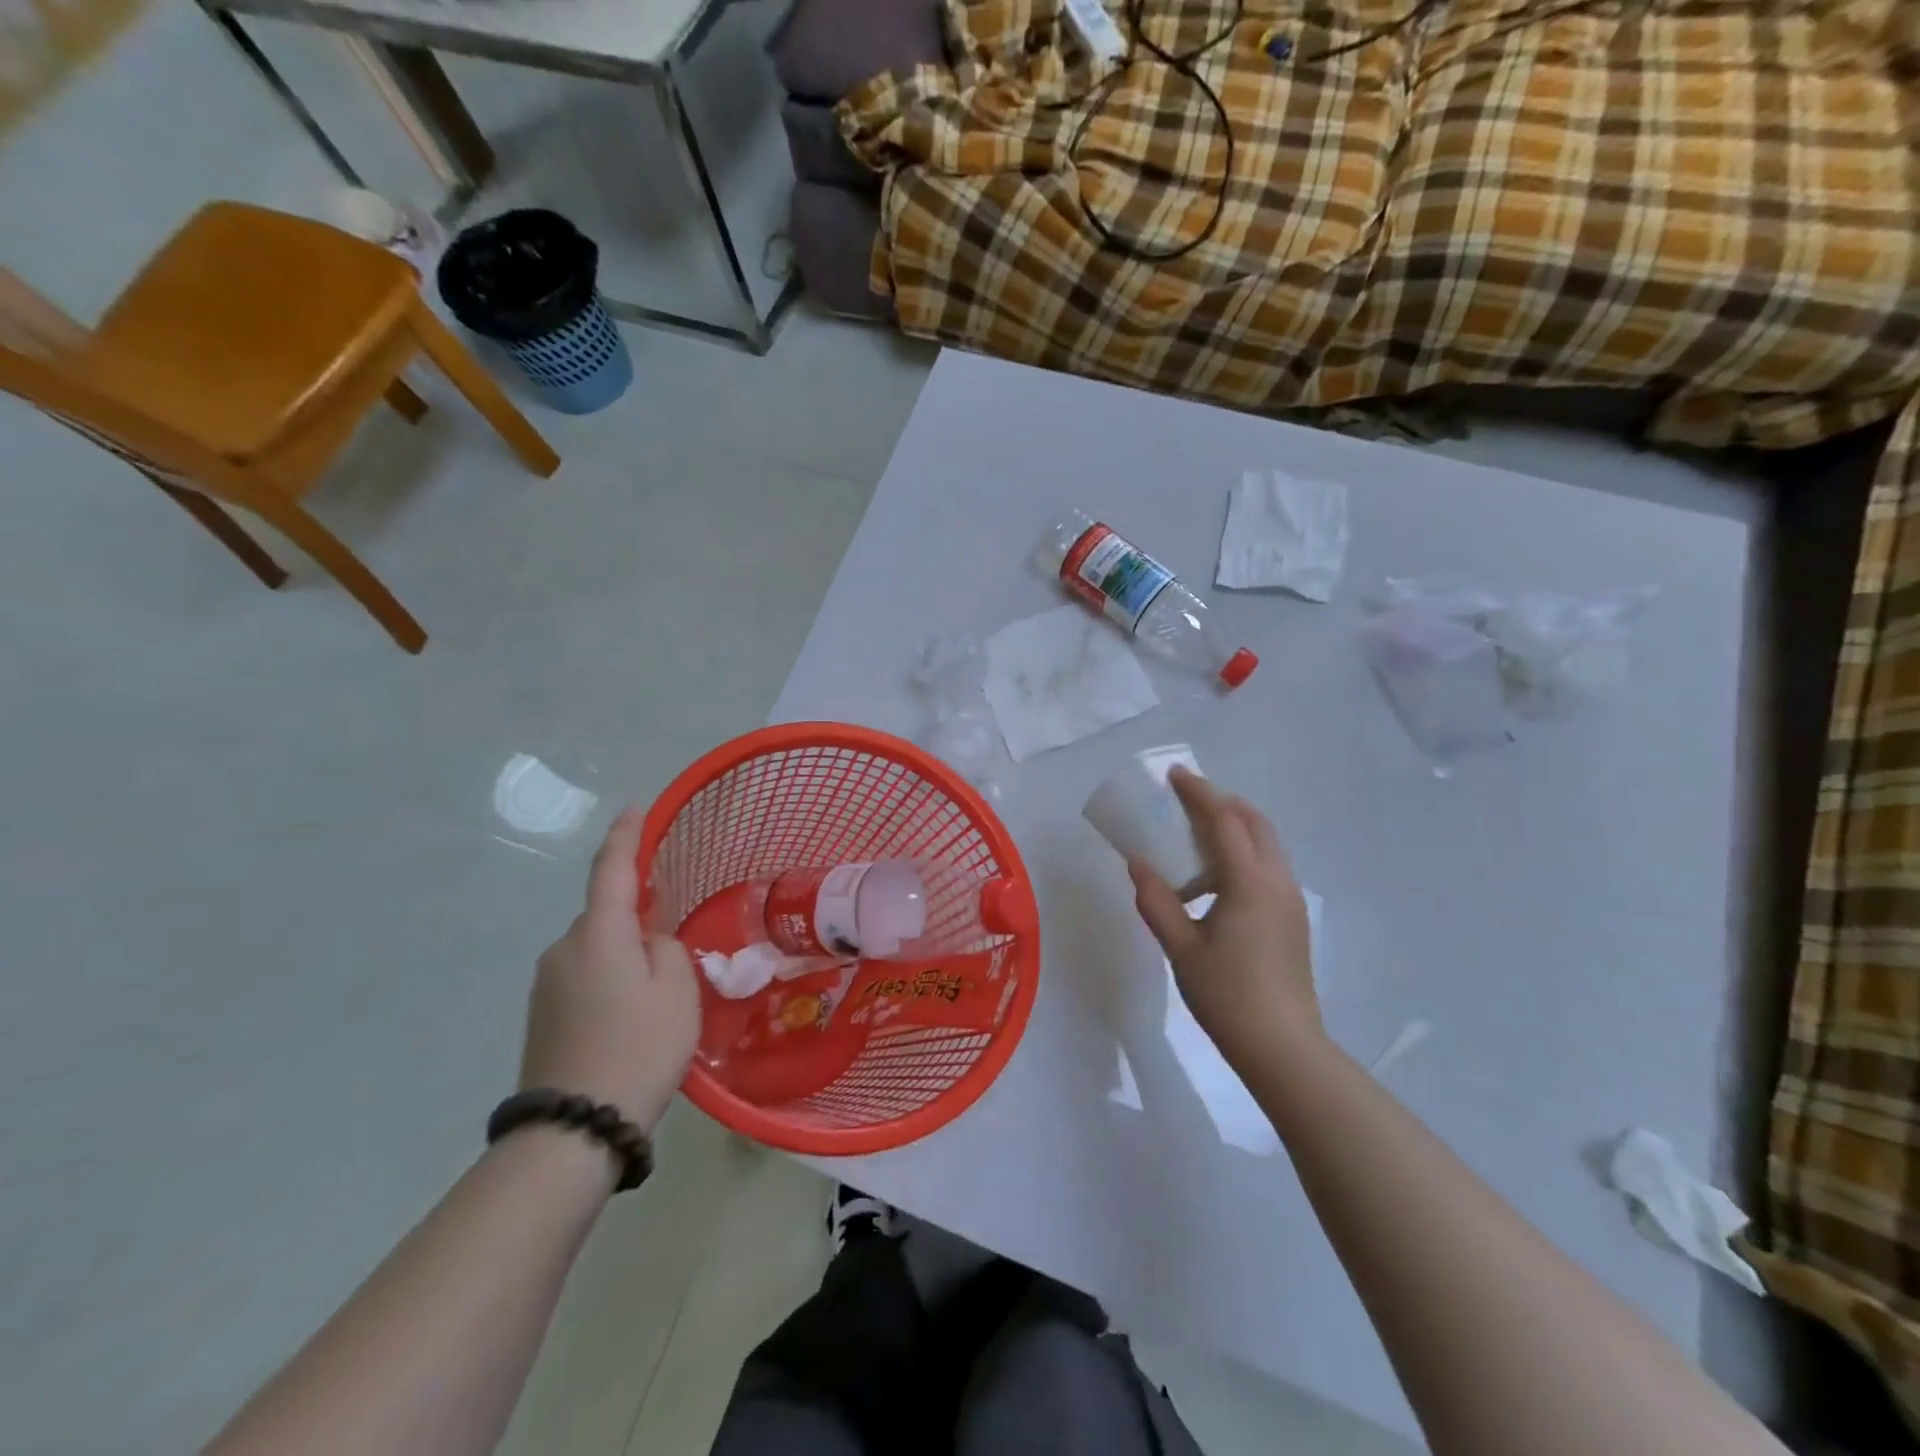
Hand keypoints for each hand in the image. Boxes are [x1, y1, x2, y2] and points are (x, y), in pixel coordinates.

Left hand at [521, 806, 699, 1135]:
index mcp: (599, 934)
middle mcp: (564, 948)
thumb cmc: (638, 1048)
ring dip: (624, 950)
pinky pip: (584, 974)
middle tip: (673, 931)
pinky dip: (609, 976)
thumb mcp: (676, 991)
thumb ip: (667, 948)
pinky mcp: (541, 1014)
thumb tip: (647, 941)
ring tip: (658, 987)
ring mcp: (547, 983)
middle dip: (636, 912)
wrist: (573, 1129)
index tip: (635, 809)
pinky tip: (631, 1011)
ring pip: (595, 947)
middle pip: (605, 913)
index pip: (611, 870)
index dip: (625, 836)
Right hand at [1129, 767, 1320, 1066]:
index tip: (1175, 776)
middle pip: (1255, 823)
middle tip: (1187, 799)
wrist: (1283, 1047)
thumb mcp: (1181, 948)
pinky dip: (1244, 852)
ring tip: (1197, 835)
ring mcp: (1290, 900)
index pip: (1225, 820)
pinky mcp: (1293, 919)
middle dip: (1223, 802)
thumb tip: (1138, 864)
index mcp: (1249, 883)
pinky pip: (1269, 866)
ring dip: (1235, 827)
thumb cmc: (1227, 996)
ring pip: (1267, 844)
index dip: (1199, 793)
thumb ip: (1157, 902)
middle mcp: (1277, 882)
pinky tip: (1216, 878)